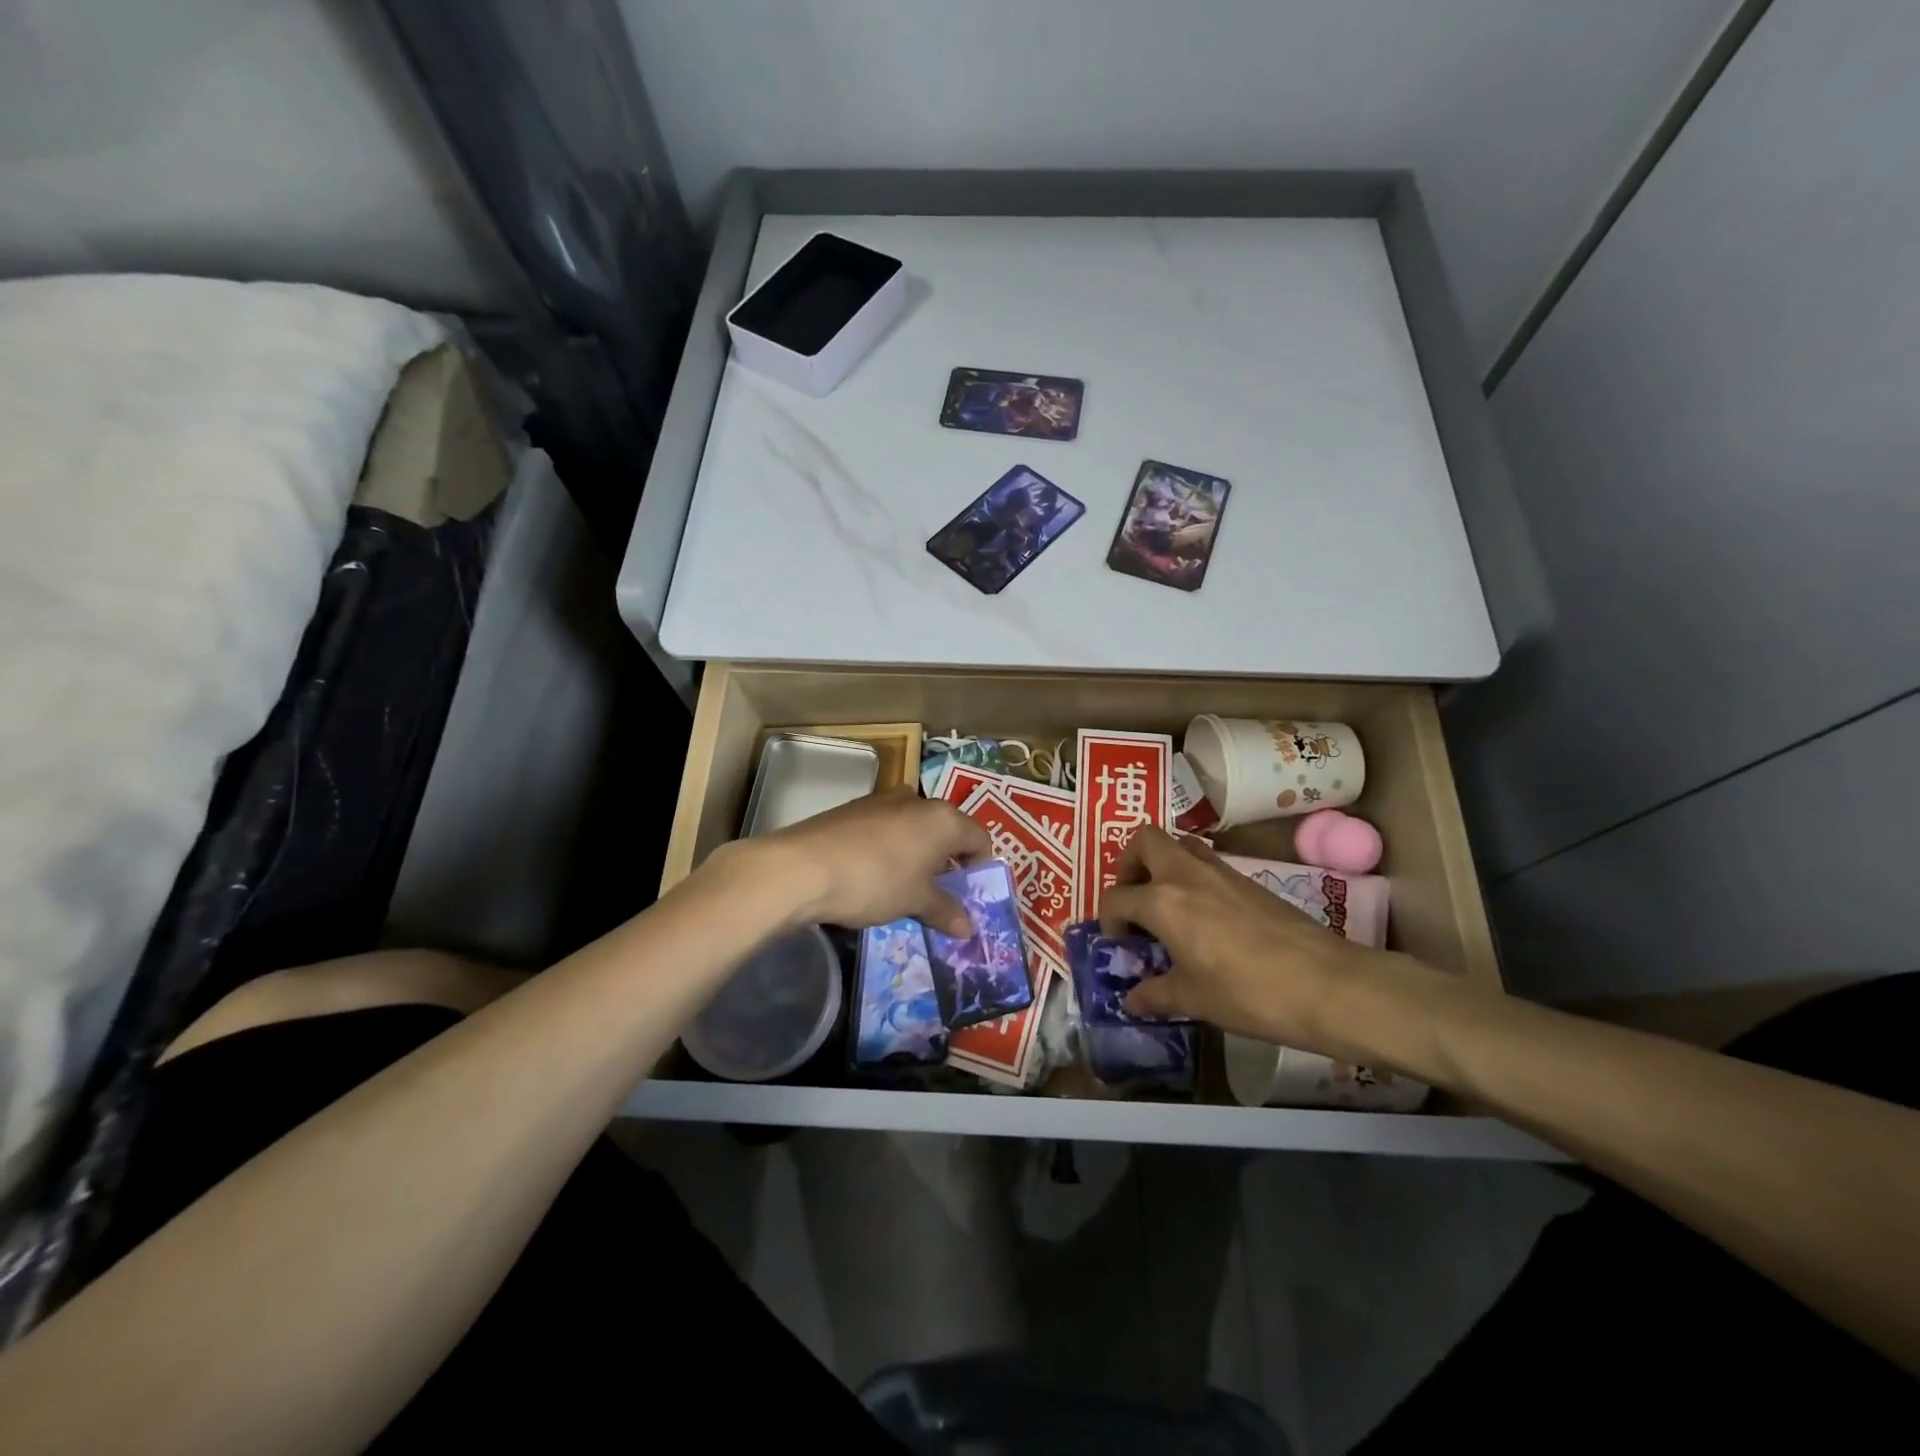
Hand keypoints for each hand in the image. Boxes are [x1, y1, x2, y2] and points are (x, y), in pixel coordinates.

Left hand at [726, 787, 990, 936]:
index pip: (979, 838)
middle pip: (946, 830)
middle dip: (946, 862)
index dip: (979, 868)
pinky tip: (871, 875)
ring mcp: (882, 800)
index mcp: (943, 818)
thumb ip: (945, 910)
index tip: (967, 895)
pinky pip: (885, 828)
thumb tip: (968, 928)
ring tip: (902, 888)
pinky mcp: (852, 809)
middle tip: (936, 895)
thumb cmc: (876, 881)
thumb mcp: (915, 901)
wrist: (802, 867)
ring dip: (916, 855)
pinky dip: (889, 849)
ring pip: (914, 828)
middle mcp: (917, 800)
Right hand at [1097, 827, 1399, 1048]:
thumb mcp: (1194, 1000)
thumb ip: (1156, 995)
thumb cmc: (1248, 992)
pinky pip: (1208, 863)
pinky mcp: (1249, 880)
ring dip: (1163, 865)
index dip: (1110, 921)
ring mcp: (1221, 872)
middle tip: (1135, 899)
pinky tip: (1205, 919)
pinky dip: (1193, 878)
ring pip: (1180, 844)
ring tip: (1167, 905)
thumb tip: (1131, 1000)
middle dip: (1129, 864)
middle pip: (1145, 840)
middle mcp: (1186, 874)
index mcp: (1162, 901)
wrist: (1327, 984)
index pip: (1117, 897)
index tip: (1122, 945)